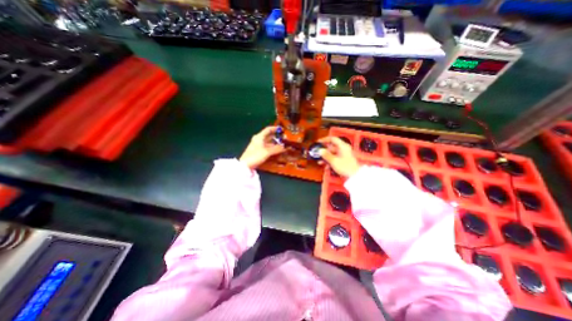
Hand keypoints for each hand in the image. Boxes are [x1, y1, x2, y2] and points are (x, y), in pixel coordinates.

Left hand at [239, 125, 285, 168]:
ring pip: (269, 143)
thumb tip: (284, 146)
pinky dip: (272, 149)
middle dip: (277, 137)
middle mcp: (258, 140)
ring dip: (275, 144)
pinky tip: (277, 151)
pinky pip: (267, 148)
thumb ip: (276, 149)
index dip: (275, 128)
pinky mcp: (258, 152)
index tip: (282, 129)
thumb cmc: (255, 156)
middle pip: (269, 136)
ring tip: (283, 146)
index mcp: (259, 137)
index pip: (268, 129)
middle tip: (284, 139)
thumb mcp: (267, 152)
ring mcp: (258, 146)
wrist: (245, 165)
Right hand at [317, 136, 355, 177]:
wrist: (354, 176)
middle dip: (324, 151)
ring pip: (332, 153)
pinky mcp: (343, 160)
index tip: (319, 142)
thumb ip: (326, 155)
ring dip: (326, 157)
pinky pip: (335, 158)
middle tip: (318, 153)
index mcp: (343, 146)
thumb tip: (320, 150)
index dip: (325, 140)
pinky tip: (325, 165)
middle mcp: (343, 149)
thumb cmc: (346, 167)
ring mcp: (344, 155)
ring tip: (320, 161)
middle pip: (332, 147)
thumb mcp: (334, 161)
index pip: (332, 139)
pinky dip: (329, 161)